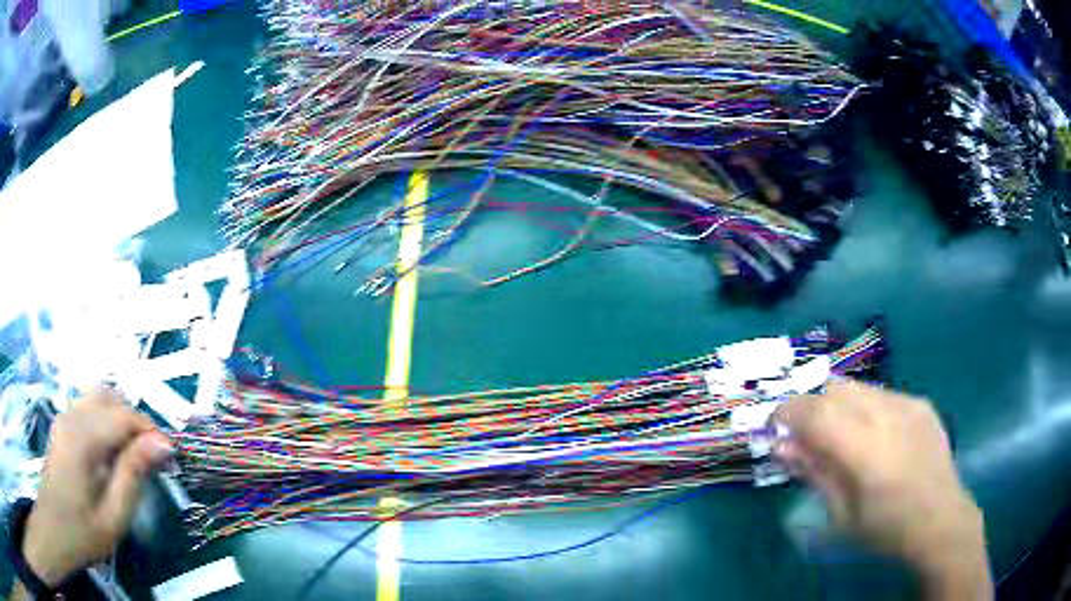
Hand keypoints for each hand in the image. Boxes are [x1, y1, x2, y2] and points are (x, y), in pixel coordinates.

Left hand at [22, 387, 172, 585]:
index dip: (151, 432)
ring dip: (122, 418)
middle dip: (136, 422)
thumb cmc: (84, 531)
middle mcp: (72, 415)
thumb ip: (133, 475)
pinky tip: (113, 451)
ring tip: (135, 454)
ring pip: (99, 397)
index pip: (124, 416)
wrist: (55, 528)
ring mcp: (65, 416)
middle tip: (154, 458)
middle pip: (111, 397)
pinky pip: (89, 407)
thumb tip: (162, 444)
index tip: (172, 458)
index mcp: (83, 437)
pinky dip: (107, 419)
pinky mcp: (63, 424)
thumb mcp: (114, 516)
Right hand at [775, 380, 990, 599]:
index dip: (787, 412)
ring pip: (858, 386)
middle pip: (835, 388)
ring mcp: (908, 403)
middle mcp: (887, 414)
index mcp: (865, 449)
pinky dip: (866, 408)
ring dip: (839, 405)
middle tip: (808, 437)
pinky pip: (883, 393)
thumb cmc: (885, 529)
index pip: (814, 411)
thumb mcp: (841, 514)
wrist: (941, 520)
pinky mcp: (921, 402)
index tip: (775, 426)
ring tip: (843, 437)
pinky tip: (876, 437)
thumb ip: (814, 473)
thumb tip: (782, 445)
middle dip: (813, 406)